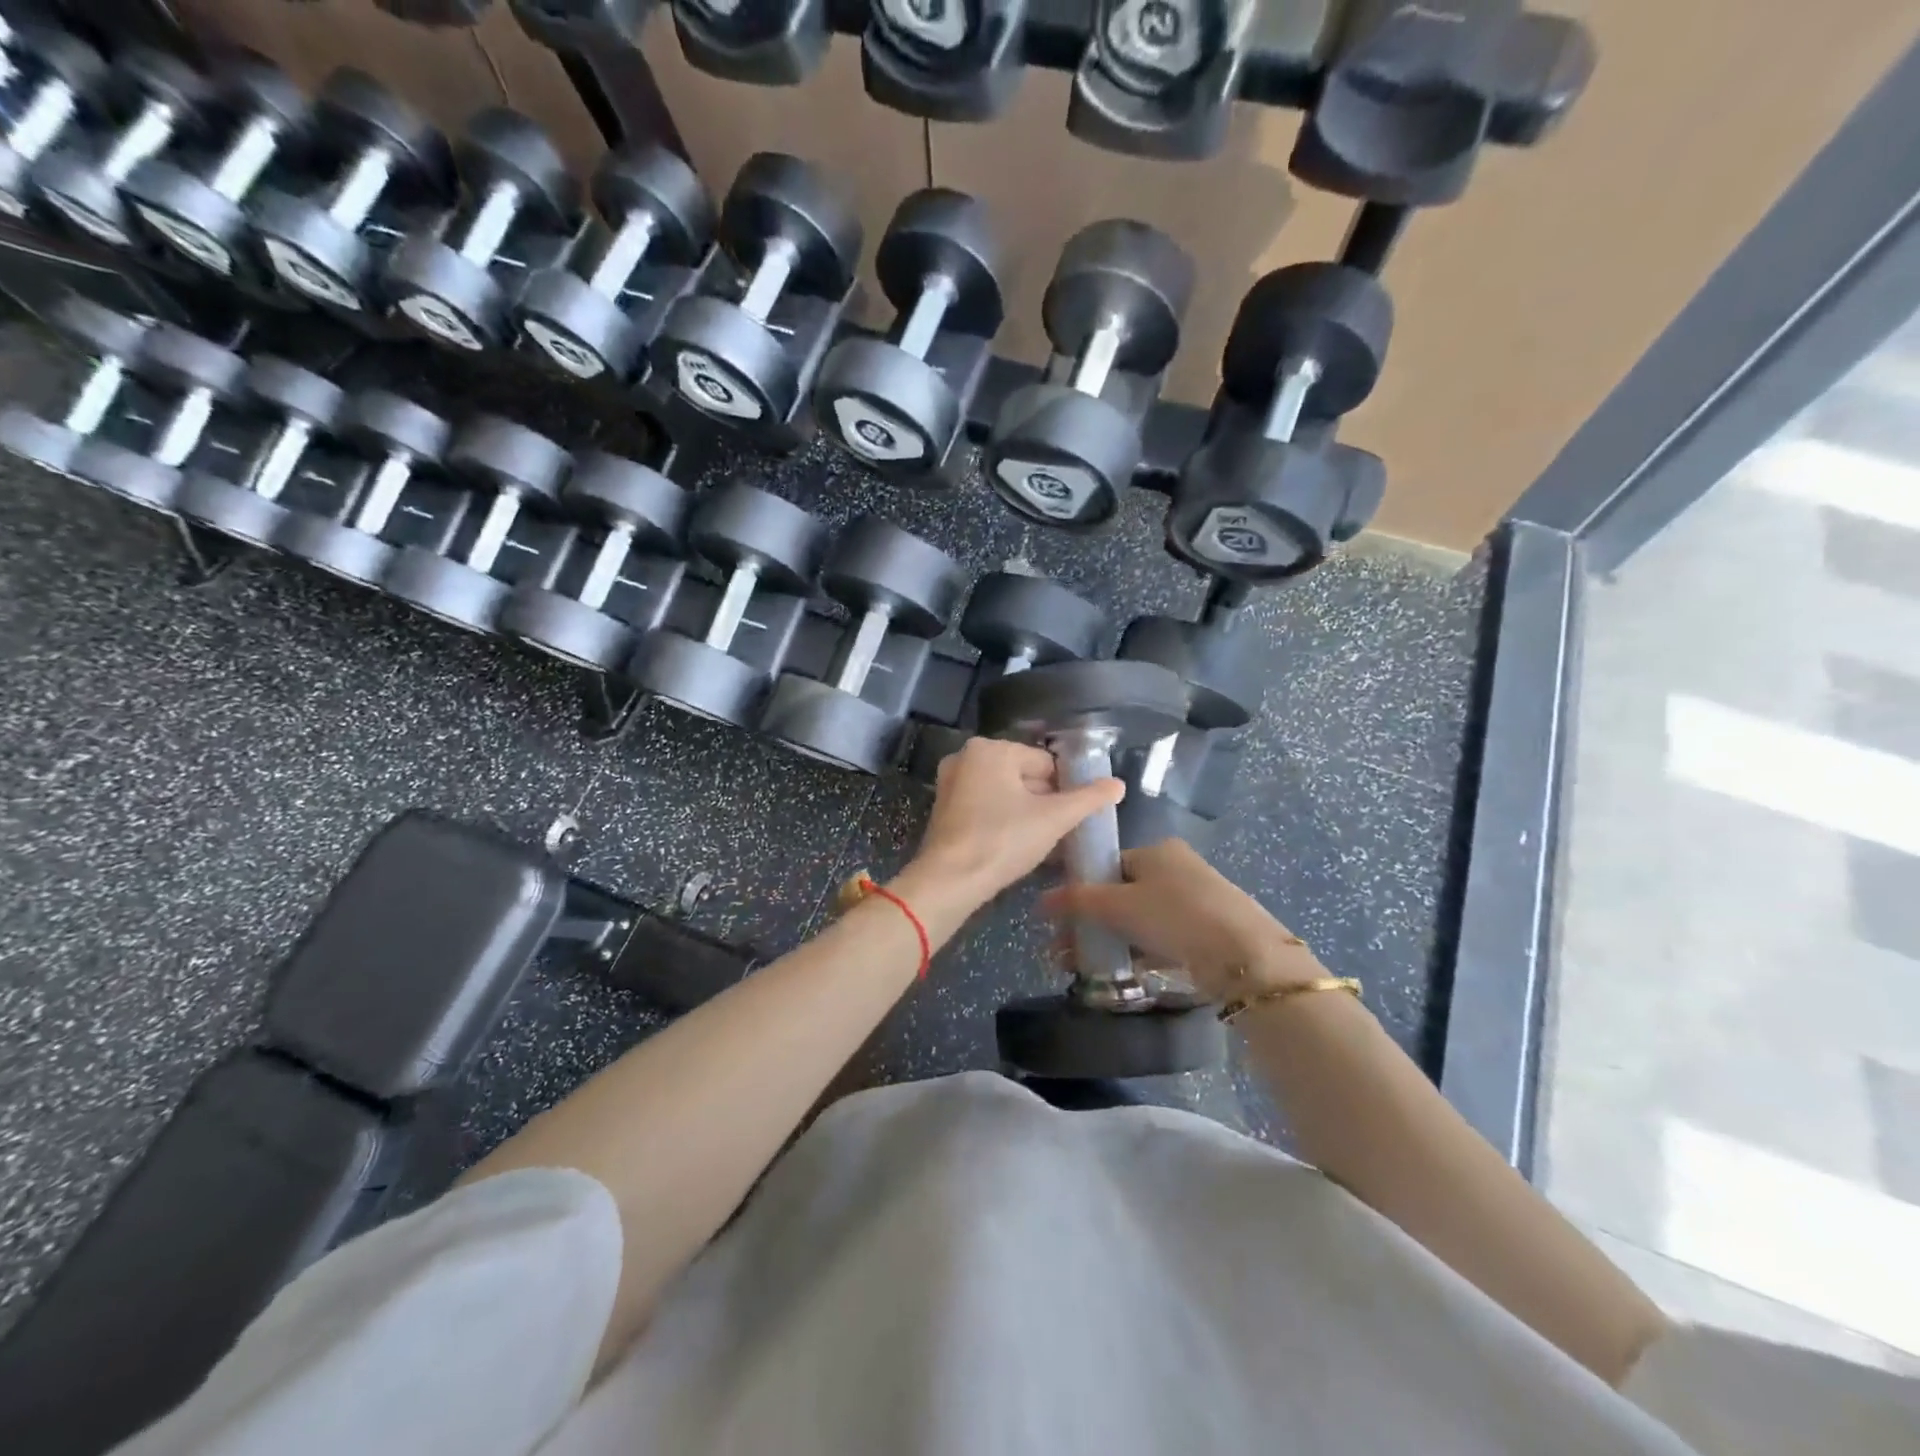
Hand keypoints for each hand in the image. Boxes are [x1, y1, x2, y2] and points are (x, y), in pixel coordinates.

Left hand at [909, 738, 1124, 907]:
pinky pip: (985, 807)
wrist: (949, 881)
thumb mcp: (1054, 819)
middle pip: (1024, 776)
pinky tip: (1014, 846)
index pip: (1045, 763)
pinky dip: (1002, 822)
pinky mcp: (944, 809)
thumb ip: (1089, 798)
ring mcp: (951, 783)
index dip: (1064, 791)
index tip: (1070, 819)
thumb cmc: (1003, 841)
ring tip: (1040, 843)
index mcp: (991, 749)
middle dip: (1044, 803)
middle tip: (1057, 834)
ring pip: (1005, 793)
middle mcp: (966, 757)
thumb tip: (1119, 784)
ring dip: (1026, 814)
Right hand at [1039, 839, 1321, 1000]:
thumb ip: (1077, 900)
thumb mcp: (1118, 905)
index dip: (1081, 889)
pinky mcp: (1206, 933)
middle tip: (1064, 949)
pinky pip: (1160, 939)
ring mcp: (1194, 901)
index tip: (1061, 918)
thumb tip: (1040, 900)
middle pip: (1121, 894)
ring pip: (1139, 919)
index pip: (1108, 864)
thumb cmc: (1173, 915)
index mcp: (1156, 851)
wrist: (1243, 955)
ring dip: (1109, 940)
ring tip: (1080, 967)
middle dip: (1089, 922)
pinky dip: (1137, 953)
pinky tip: (1117, 973)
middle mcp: (1176, 869)